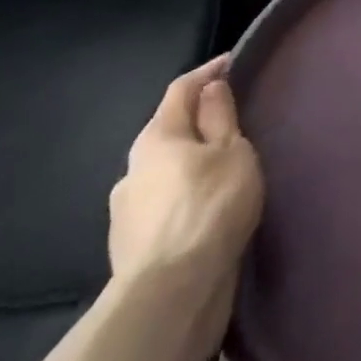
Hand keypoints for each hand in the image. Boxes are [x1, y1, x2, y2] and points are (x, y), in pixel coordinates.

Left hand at [108, 55, 264, 358]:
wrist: (170, 298)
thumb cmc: (208, 209)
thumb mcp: (231, 152)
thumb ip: (220, 117)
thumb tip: (211, 87)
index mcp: (156, 137)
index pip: (181, 89)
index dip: (208, 72)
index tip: (232, 62)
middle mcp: (133, 169)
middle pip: (169, 132)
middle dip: (197, 123)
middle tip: (233, 122)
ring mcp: (127, 212)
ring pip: (164, 173)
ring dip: (189, 166)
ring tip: (223, 172)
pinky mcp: (132, 249)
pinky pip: (163, 208)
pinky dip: (184, 200)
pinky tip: (205, 212)